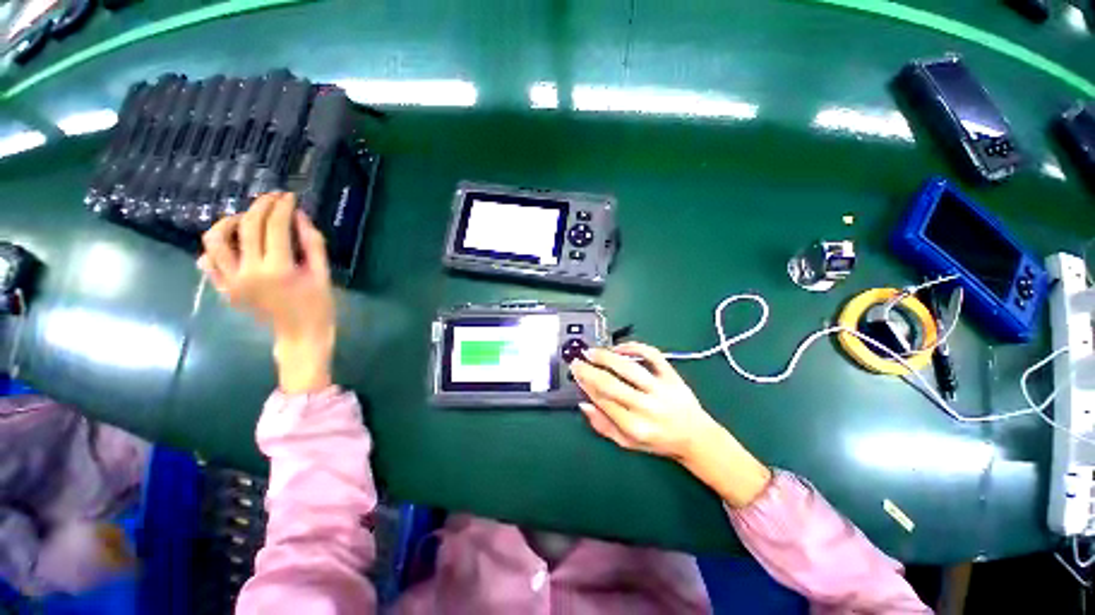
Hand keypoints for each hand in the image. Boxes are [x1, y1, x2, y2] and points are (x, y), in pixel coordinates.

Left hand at [198, 192, 334, 393]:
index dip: (282, 207)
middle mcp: (249, 272)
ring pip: (216, 240)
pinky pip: (208, 263)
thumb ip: (312, 243)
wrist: (299, 335)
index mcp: (279, 270)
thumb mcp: (322, 273)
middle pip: (247, 227)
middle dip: (261, 206)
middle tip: (273, 198)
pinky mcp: (224, 290)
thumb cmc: (318, 305)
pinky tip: (232, 246)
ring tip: (245, 219)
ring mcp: (231, 282)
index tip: (289, 196)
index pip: (275, 227)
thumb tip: (299, 215)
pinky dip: (216, 248)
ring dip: (229, 222)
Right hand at [571, 342, 771, 508]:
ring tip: (592, 352)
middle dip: (590, 371)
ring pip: (629, 368)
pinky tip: (619, 348)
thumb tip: (584, 404)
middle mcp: (648, 407)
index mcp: (635, 427)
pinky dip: (635, 347)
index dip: (586, 385)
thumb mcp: (628, 443)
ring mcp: (661, 389)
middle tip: (577, 361)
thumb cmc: (658, 441)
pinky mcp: (672, 376)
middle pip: (611, 384)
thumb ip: (604, 426)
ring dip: (606, 357)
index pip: (603, 401)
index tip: (576, 374)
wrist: (696, 437)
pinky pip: (652, 356)